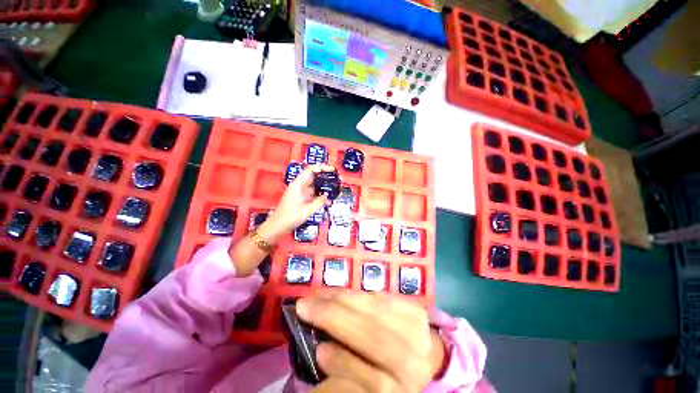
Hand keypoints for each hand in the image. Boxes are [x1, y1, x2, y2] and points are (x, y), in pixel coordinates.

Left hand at [260, 164, 332, 241]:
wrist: (278, 227)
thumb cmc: (290, 217)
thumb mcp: (307, 210)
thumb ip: (319, 202)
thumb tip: (327, 197)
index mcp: (298, 184)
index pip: (311, 170)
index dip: (322, 167)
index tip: (332, 170)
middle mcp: (299, 186)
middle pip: (314, 177)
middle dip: (325, 177)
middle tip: (336, 179)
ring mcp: (300, 192)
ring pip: (314, 186)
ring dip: (324, 187)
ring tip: (335, 190)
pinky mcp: (302, 199)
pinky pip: (313, 194)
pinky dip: (320, 196)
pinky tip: (328, 201)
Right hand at [297, 292, 446, 392]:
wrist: (427, 358)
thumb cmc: (390, 374)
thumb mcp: (370, 383)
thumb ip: (349, 371)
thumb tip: (324, 350)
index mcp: (399, 390)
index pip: (373, 381)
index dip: (344, 364)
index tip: (317, 350)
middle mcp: (414, 364)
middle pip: (374, 339)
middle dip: (334, 318)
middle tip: (306, 305)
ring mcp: (419, 334)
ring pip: (378, 312)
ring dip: (344, 299)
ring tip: (321, 294)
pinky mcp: (417, 310)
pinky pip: (384, 298)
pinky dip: (361, 294)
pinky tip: (344, 293)